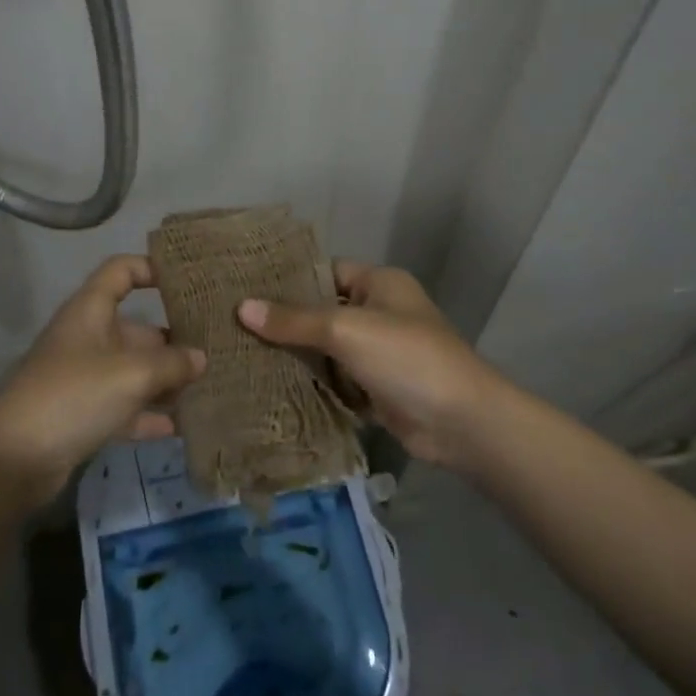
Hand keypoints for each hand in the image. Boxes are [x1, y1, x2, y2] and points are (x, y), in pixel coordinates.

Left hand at [0, 255, 206, 506]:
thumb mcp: (131, 374)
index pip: (121, 271)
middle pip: (136, 328)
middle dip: (174, 339)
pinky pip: (125, 406)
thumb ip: (171, 363)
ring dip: (166, 380)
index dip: (151, 268)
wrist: (15, 459)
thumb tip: (200, 358)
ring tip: (211, 386)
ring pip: (133, 370)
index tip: (188, 280)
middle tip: (218, 348)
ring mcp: (84, 378)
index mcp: (90, 311)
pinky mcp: (83, 415)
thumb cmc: (74, 395)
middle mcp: (88, 338)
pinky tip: (183, 425)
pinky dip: (149, 413)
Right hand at [237, 261, 500, 469]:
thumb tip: (242, 307)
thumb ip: (295, 320)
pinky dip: (313, 385)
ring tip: (242, 355)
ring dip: (296, 356)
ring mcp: (379, 354)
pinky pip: (336, 382)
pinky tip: (272, 387)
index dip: (289, 279)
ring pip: (327, 349)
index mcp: (380, 284)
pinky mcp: (377, 391)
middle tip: (233, 325)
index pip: (326, 272)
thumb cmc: (407, 358)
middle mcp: (380, 313)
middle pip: (323, 312)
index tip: (245, 287)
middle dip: (286, 322)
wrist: (462, 423)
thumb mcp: (346, 330)